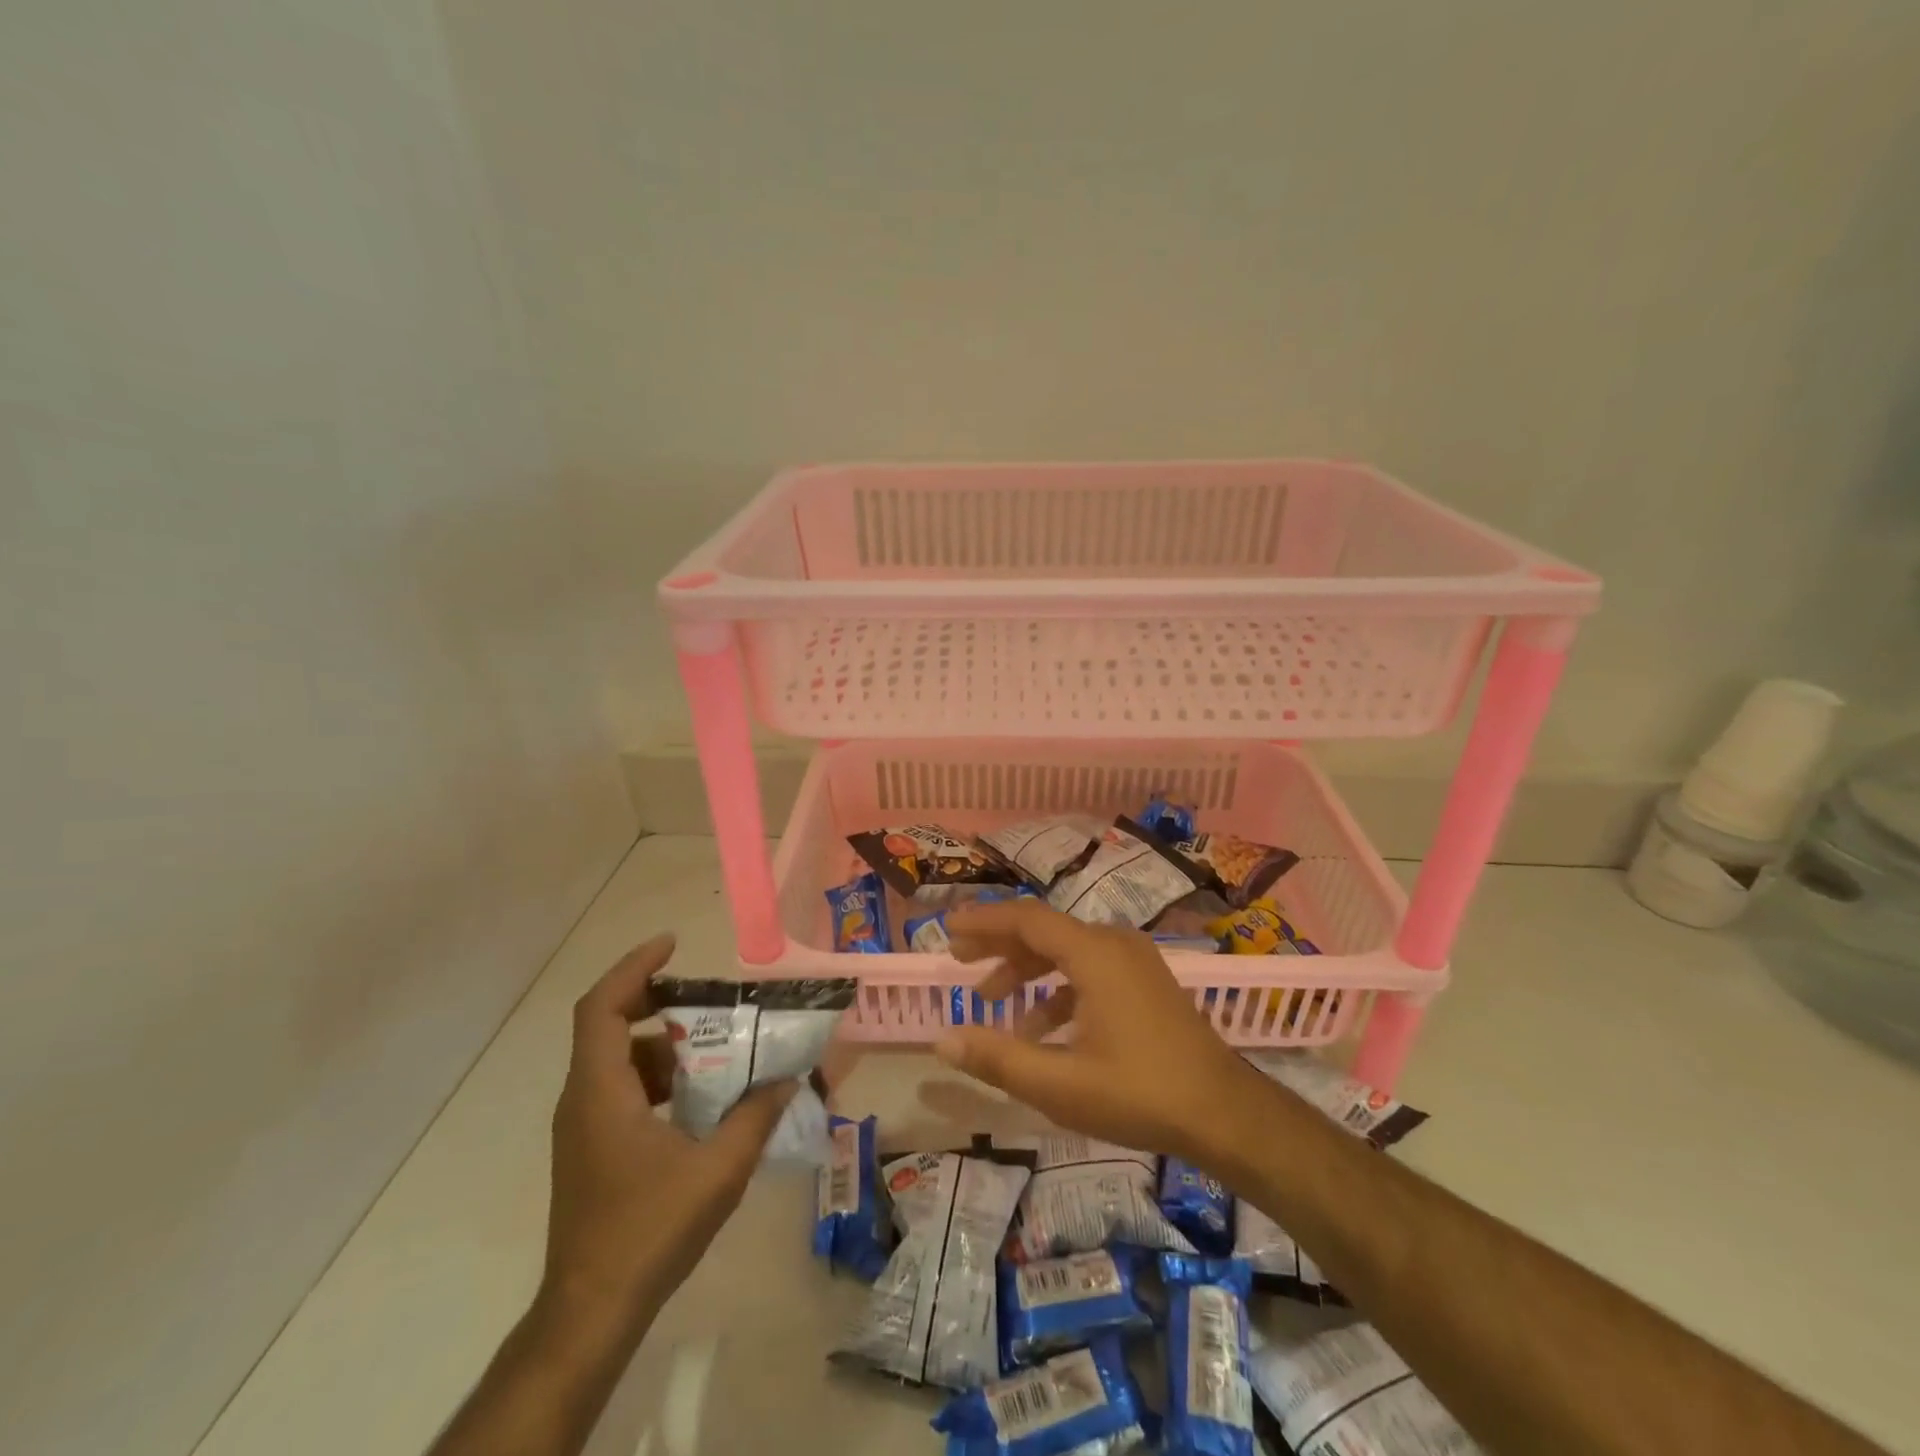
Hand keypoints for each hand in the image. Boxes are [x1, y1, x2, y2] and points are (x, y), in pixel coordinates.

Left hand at [543, 934, 794, 1332]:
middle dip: (655, 1000)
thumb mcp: (718, 1169)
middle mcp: (583, 1099)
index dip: (633, 967)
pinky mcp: (591, 1148)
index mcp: (601, 1091)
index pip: (601, 1006)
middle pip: (607, 1024)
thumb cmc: (649, 1230)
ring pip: (618, 1059)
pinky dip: (658, 1076)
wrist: (591, 1311)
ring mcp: (583, 1126)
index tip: (672, 944)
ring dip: (663, 1043)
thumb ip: (756, 1116)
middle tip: (703, 996)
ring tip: (714, 1047)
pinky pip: (621, 1089)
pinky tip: (700, 1097)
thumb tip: (788, 1078)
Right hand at [936, 900, 1262, 1165]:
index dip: (983, 920)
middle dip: (999, 944)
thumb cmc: (1140, 1093)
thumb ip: (997, 1058)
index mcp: (1093, 953)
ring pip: (1066, 951)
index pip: (1025, 919)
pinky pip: (1090, 970)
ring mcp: (1134, 960)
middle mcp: (1113, 943)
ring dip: (1027, 971)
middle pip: (1043, 930)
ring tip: (993, 1002)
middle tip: (959, 960)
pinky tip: (1041, 1030)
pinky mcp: (1145, 981)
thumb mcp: (1060, 1084)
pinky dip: (1058, 990)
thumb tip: (943, 1040)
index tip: (947, 928)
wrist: (1226, 1113)